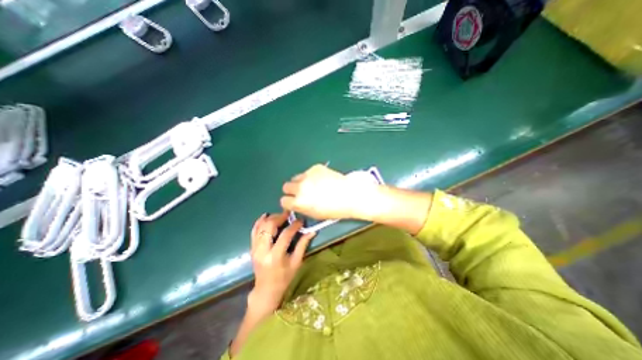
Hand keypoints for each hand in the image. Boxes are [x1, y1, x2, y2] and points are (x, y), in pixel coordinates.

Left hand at [248, 212, 314, 312]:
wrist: (266, 290)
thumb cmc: (284, 277)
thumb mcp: (296, 262)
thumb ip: (303, 245)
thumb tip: (312, 231)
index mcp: (275, 256)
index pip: (285, 234)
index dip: (294, 225)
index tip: (301, 220)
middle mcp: (263, 250)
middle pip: (269, 226)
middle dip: (280, 217)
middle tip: (288, 214)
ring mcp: (255, 248)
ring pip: (261, 226)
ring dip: (271, 218)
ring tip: (280, 215)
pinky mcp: (252, 248)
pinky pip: (254, 231)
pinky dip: (259, 221)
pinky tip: (266, 215)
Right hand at [282, 165, 379, 220]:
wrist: (350, 194)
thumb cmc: (334, 209)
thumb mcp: (315, 214)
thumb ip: (302, 207)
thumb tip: (297, 203)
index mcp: (299, 202)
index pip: (283, 201)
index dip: (289, 202)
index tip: (294, 202)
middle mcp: (300, 187)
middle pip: (286, 186)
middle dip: (292, 190)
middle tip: (302, 192)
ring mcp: (307, 175)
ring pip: (296, 177)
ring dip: (301, 182)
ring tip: (312, 185)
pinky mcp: (315, 167)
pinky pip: (308, 172)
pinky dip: (312, 176)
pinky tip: (323, 179)